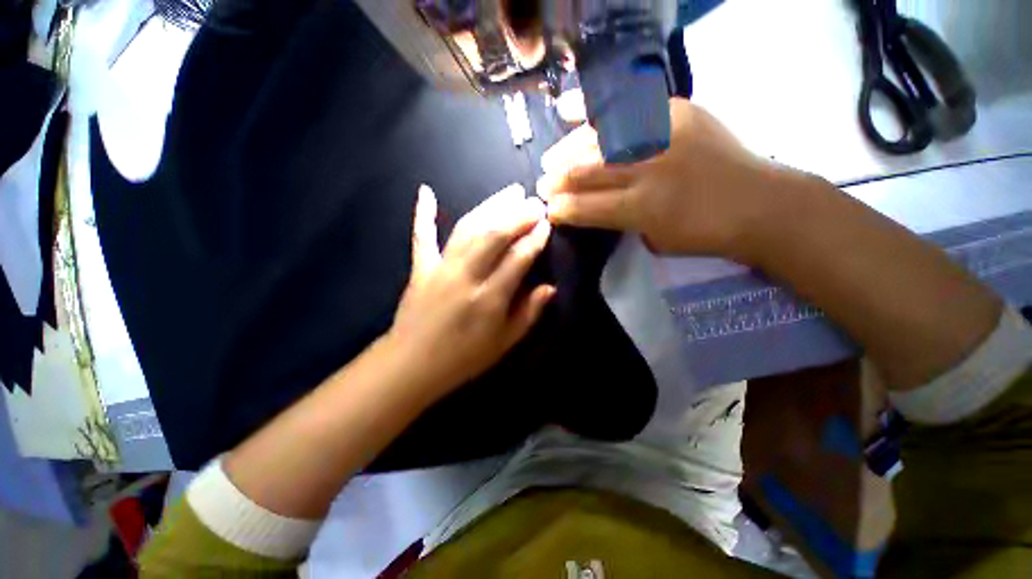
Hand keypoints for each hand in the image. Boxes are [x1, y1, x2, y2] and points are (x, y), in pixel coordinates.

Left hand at [387, 183, 555, 399]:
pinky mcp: (420, 268)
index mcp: (489, 299)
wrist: (412, 365)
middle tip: (535, 201)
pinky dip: (423, 213)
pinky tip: (425, 191)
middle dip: (518, 215)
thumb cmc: (464, 358)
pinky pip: (422, 236)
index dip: (534, 239)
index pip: (518, 259)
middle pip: (494, 236)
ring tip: (510, 192)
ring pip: (467, 229)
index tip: (547, 224)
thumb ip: (528, 314)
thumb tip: (550, 288)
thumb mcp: (504, 343)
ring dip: (490, 207)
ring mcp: (440, 269)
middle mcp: (466, 277)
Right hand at [540, 98, 788, 261]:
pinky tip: (568, 110)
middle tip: (542, 186)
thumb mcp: (655, 241)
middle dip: (557, 181)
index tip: (547, 210)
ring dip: (567, 151)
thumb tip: (593, 206)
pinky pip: (625, 106)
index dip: (561, 209)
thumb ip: (621, 221)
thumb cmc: (704, 232)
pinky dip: (594, 110)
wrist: (761, 203)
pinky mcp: (677, 111)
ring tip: (551, 159)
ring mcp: (663, 135)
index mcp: (642, 209)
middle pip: (587, 172)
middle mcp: (648, 169)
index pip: (586, 207)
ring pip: (599, 141)